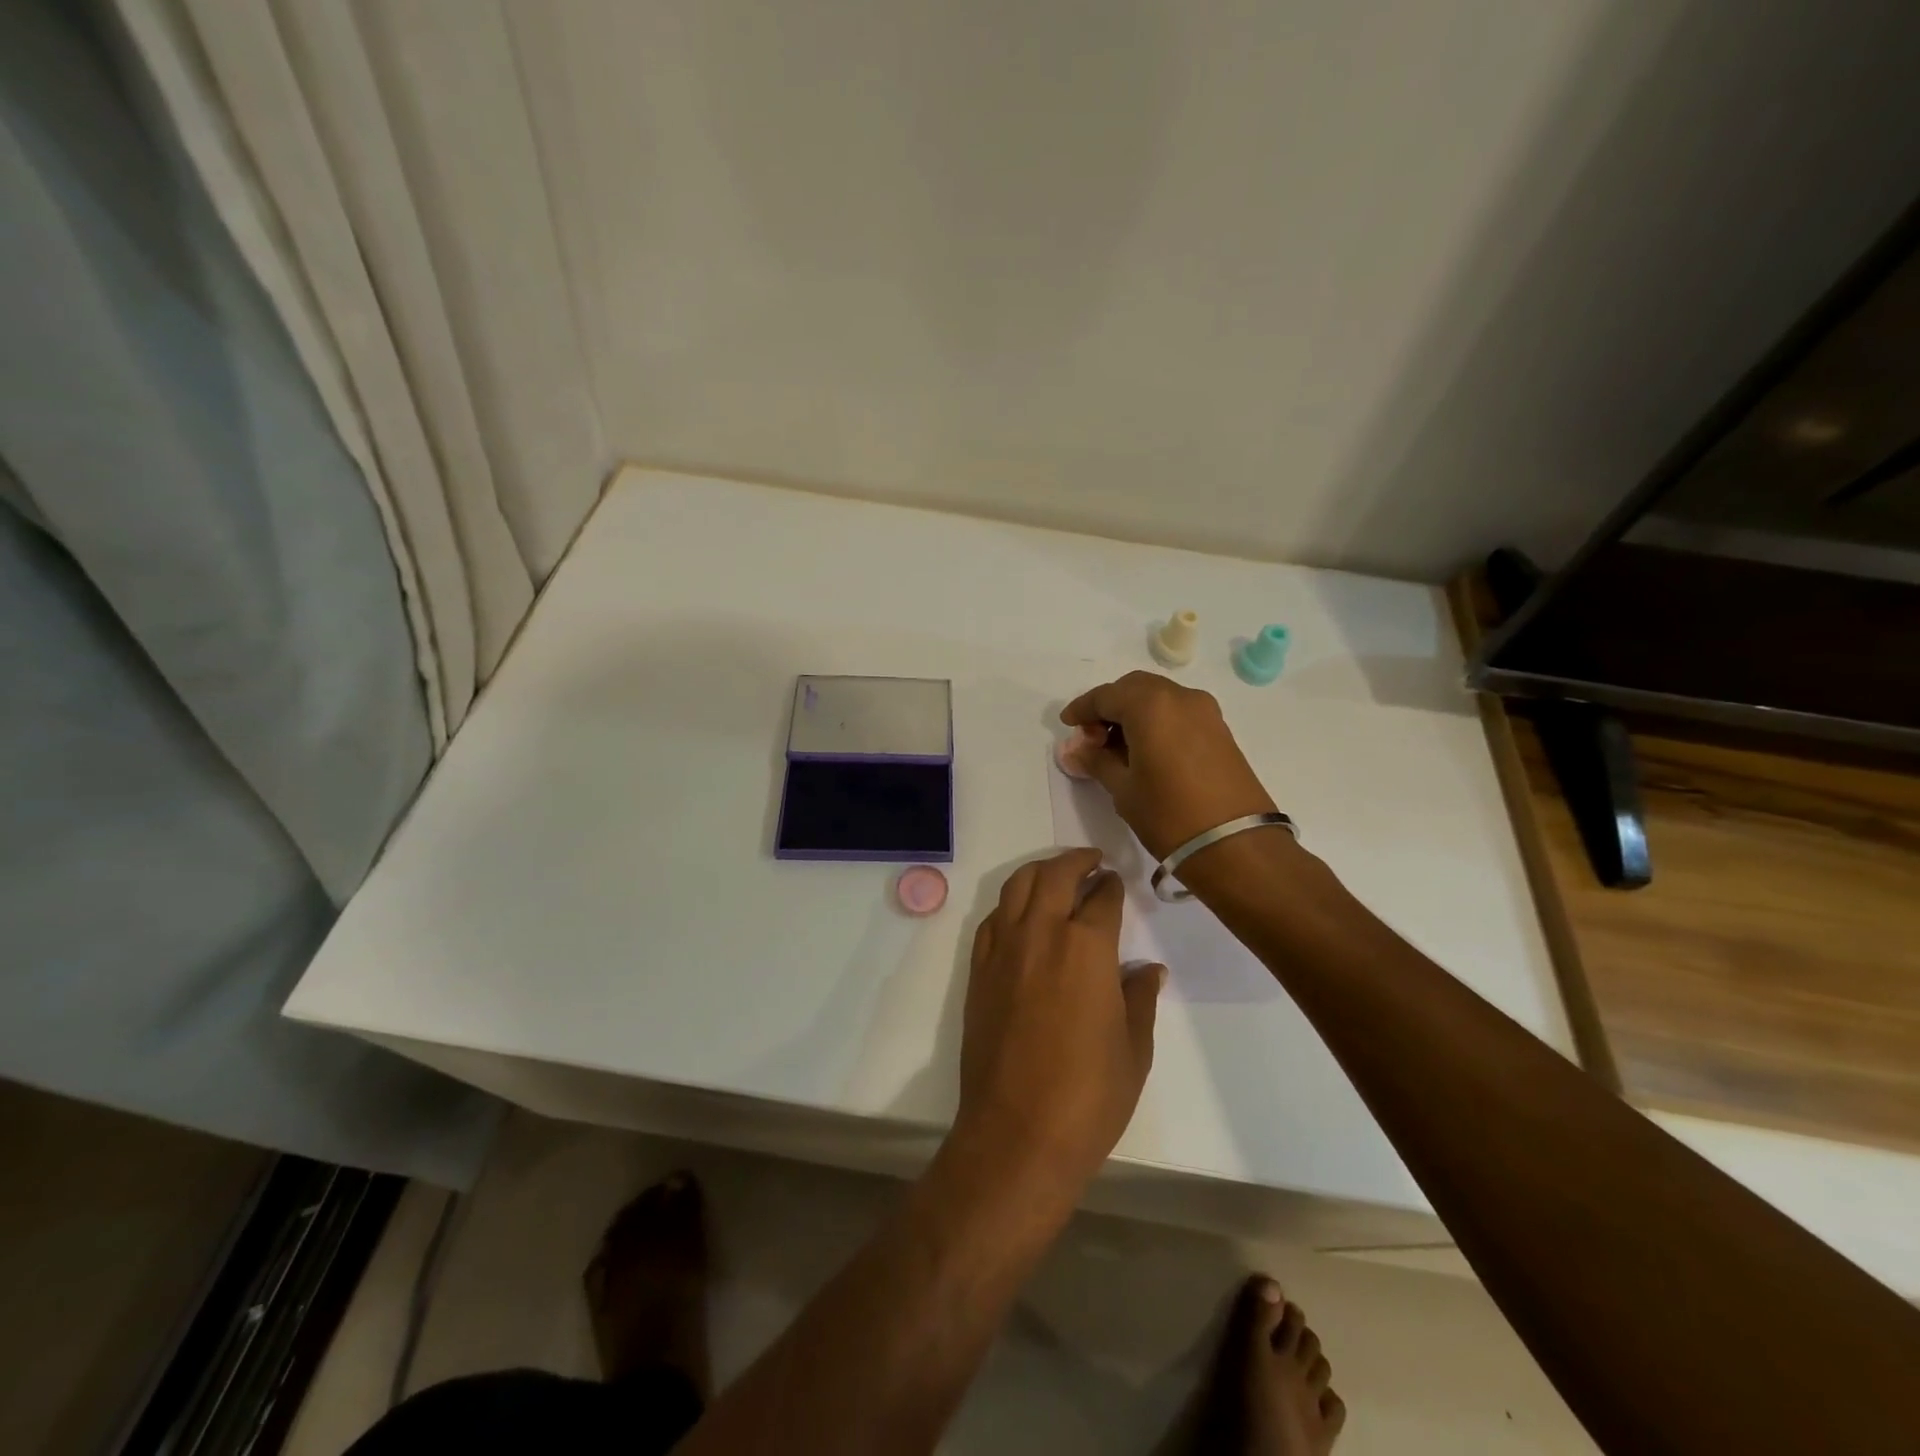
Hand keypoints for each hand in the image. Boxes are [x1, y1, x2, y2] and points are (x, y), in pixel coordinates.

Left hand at [957, 848, 1163, 1188]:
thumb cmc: (1088, 1097)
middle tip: (1092, 860)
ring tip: (1057, 873)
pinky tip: (1022, 914)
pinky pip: (993, 918)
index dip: (1113, 886)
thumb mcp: (1133, 1049)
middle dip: (1077, 861)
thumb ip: (1139, 998)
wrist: (1017, 1132)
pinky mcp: (979, 970)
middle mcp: (1042, 934)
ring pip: (1018, 886)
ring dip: (1040, 871)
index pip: (1102, 898)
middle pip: (1055, 875)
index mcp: (1087, 948)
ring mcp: (1003, 949)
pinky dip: (1011, 904)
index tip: (1118, 882)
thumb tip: (1146, 968)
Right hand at [1061, 672, 1276, 858]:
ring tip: (1117, 748)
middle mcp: (1179, 697)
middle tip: (1092, 737)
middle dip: (1109, 706)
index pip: (1106, 696)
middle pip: (1134, 688)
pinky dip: (1156, 721)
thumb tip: (1076, 750)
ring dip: (1133, 713)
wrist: (1236, 845)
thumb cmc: (1169, 815)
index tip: (1067, 725)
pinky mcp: (1220, 729)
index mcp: (1150, 705)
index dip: (1082, 709)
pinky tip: (1146, 750)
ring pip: (1158, 697)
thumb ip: (1096, 761)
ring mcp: (1205, 711)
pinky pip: (1178, 712)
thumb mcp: (1123, 789)